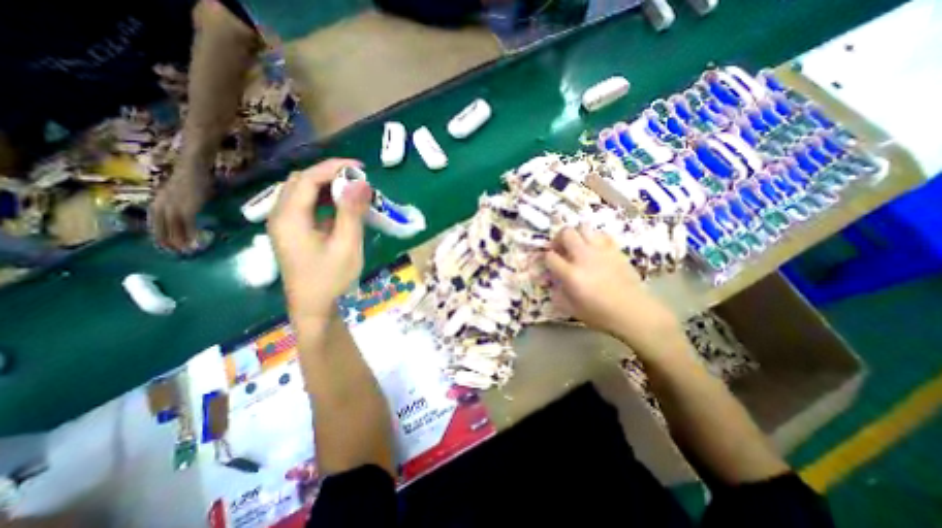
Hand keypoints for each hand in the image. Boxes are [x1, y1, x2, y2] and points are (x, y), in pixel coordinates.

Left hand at [149, 167, 213, 250]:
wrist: (192, 167)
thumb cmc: (190, 180)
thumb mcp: (181, 194)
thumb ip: (180, 205)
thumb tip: (186, 217)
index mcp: (157, 205)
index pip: (156, 226)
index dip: (161, 238)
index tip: (169, 248)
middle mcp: (161, 207)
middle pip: (162, 229)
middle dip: (170, 242)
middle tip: (179, 253)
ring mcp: (173, 207)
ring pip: (174, 229)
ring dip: (181, 240)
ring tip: (189, 250)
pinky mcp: (187, 207)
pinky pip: (187, 224)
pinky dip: (191, 233)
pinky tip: (197, 239)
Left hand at [264, 156, 371, 322]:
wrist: (314, 308)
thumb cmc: (331, 279)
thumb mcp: (347, 245)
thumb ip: (352, 212)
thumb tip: (361, 182)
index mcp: (290, 218)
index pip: (308, 179)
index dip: (334, 167)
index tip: (360, 166)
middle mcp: (280, 216)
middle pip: (301, 182)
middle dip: (330, 174)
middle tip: (358, 180)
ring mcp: (284, 225)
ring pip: (302, 193)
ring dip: (327, 187)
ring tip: (352, 191)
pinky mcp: (291, 233)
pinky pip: (305, 206)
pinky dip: (323, 200)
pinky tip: (341, 207)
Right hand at [546, 226, 684, 352]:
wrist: (633, 312)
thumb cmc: (600, 314)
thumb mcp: (571, 308)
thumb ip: (557, 293)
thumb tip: (552, 281)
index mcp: (571, 274)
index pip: (550, 256)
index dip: (546, 258)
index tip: (550, 263)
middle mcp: (584, 257)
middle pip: (566, 233)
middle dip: (558, 238)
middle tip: (560, 248)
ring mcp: (601, 251)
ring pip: (584, 227)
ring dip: (576, 235)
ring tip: (577, 246)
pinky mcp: (615, 250)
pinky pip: (601, 234)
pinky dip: (594, 238)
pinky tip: (594, 249)